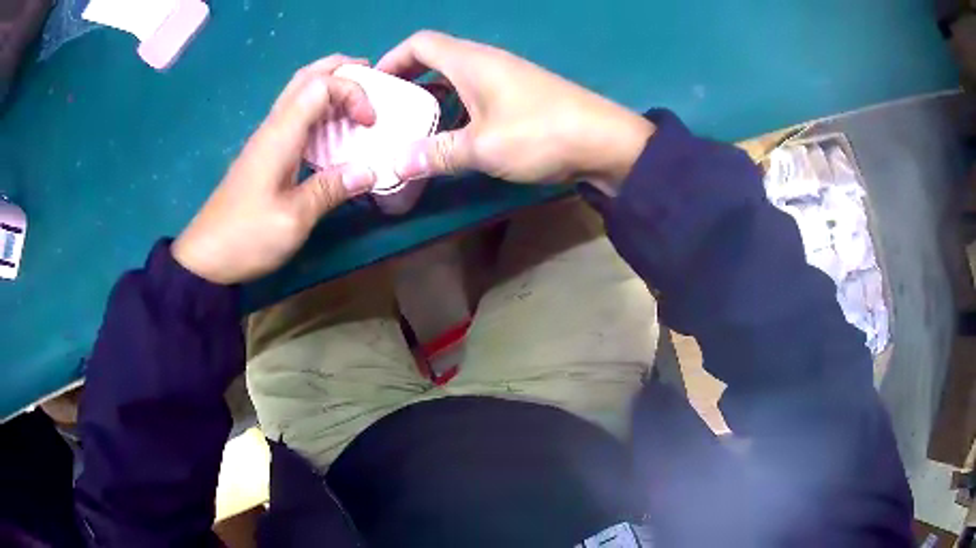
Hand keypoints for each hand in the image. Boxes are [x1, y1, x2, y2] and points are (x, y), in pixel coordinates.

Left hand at [172, 55, 377, 284]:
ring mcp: (267, 138)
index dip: (353, 92)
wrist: (206, 257)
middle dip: (342, 70)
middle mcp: (273, 126)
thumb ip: (331, 189)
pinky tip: (334, 131)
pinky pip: (296, 115)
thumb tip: (369, 171)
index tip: (370, 123)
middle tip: (373, 81)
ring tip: (359, 100)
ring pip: (299, 92)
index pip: (321, 85)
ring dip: (331, 87)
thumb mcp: (294, 219)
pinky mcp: (264, 153)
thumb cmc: (247, 237)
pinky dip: (320, 110)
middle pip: (307, 76)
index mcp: (281, 135)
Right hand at [377, 31, 654, 191]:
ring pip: (455, 79)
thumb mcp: (483, 147)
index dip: (392, 58)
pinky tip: (451, 135)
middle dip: (406, 81)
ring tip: (411, 128)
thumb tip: (396, 164)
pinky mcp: (520, 96)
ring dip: (431, 98)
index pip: (419, 43)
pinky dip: (455, 108)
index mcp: (471, 61)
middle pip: (434, 59)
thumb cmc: (541, 133)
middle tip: (387, 113)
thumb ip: (436, 153)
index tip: (375, 86)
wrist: (607, 142)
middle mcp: (486, 62)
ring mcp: (505, 78)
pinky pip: (475, 94)